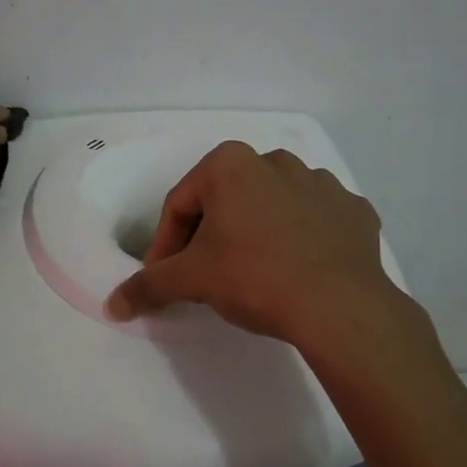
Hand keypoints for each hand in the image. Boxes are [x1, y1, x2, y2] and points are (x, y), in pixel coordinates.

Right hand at [104, 141, 405, 349]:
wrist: (339, 306)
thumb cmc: (254, 277)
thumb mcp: (191, 280)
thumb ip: (148, 286)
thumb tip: (112, 305)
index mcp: (231, 164)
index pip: (180, 204)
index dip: (165, 243)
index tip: (164, 276)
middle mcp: (276, 160)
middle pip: (226, 200)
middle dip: (210, 235)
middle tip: (205, 276)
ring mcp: (322, 183)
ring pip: (272, 206)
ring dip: (256, 232)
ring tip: (254, 274)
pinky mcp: (354, 210)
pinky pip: (315, 221)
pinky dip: (302, 239)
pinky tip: (298, 270)